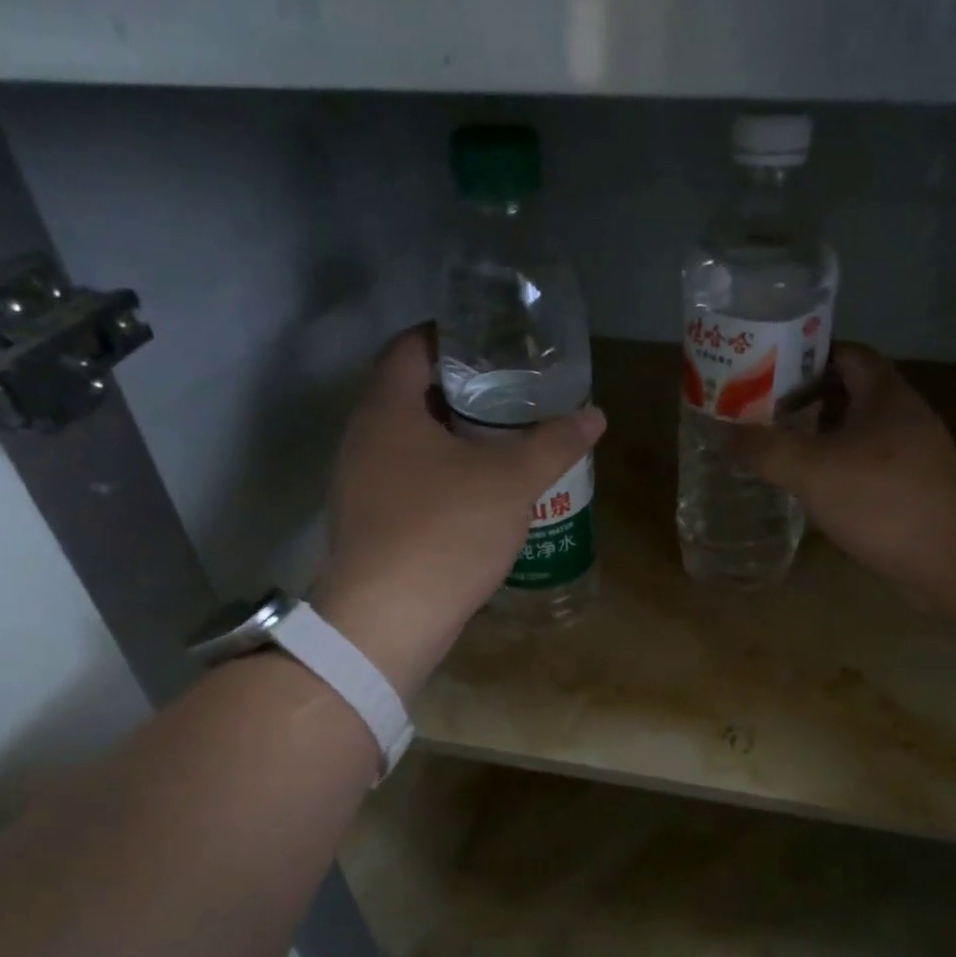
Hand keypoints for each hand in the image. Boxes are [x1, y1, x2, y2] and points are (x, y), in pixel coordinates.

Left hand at [314, 327, 605, 700]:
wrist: (388, 621)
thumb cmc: (445, 531)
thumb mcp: (511, 481)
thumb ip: (554, 442)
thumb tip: (594, 413)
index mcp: (386, 410)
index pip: (410, 346)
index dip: (451, 335)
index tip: (494, 342)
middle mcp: (363, 439)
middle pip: (412, 394)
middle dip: (463, 389)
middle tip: (514, 392)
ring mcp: (361, 485)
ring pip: (411, 442)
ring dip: (455, 437)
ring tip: (506, 440)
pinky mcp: (371, 524)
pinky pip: (409, 481)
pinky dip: (444, 475)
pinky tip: (482, 493)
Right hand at [731, 344, 955, 610]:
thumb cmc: (886, 499)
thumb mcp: (814, 469)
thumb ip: (766, 449)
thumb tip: (724, 433)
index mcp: (883, 394)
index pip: (844, 352)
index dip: (805, 353)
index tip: (763, 367)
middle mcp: (899, 417)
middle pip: (845, 394)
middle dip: (802, 400)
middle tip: (756, 411)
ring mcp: (907, 457)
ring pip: (852, 435)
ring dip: (815, 439)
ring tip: (770, 448)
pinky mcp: (906, 493)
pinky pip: (860, 470)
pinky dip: (831, 473)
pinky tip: (804, 490)